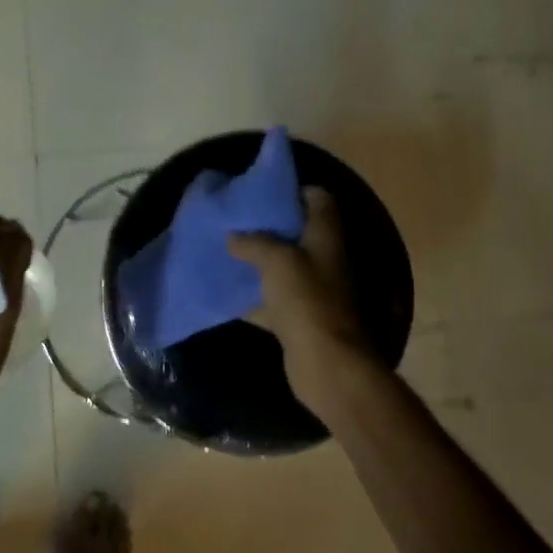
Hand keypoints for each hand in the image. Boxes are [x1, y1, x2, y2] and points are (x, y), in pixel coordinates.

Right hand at [227, 187, 376, 411]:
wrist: (326, 362)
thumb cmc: (306, 300)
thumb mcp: (276, 260)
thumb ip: (254, 243)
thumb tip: (232, 236)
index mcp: (326, 236)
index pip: (319, 199)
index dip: (294, 190)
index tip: (263, 191)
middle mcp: (325, 258)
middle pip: (299, 232)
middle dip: (269, 225)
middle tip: (237, 220)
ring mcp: (314, 289)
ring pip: (284, 266)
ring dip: (259, 260)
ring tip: (227, 250)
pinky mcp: (300, 317)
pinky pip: (274, 298)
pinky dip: (254, 296)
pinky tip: (228, 292)